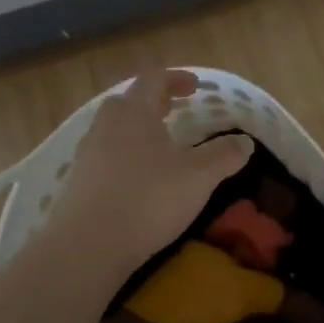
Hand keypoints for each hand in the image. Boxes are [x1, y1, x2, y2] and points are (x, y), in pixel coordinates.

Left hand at [48, 71, 252, 277]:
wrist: (89, 244)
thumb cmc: (149, 199)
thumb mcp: (199, 177)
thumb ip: (224, 156)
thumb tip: (245, 142)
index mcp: (135, 112)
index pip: (154, 79)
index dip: (176, 78)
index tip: (195, 87)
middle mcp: (107, 125)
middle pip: (129, 101)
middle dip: (153, 102)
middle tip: (174, 112)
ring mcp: (88, 153)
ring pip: (113, 128)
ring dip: (136, 130)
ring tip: (158, 147)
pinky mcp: (78, 181)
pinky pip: (104, 155)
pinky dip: (123, 156)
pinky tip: (137, 178)